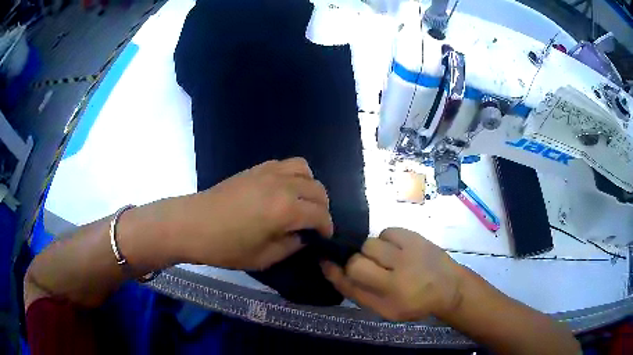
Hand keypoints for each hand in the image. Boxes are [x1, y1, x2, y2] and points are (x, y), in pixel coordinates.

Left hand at [177, 158, 333, 269]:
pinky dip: (293, 175)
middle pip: (317, 189)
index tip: (324, 237)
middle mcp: (282, 185)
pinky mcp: (256, 168)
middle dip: (322, 208)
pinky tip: (283, 190)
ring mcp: (268, 172)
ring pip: (304, 169)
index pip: (320, 215)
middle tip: (314, 223)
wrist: (192, 224)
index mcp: (286, 210)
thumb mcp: (263, 258)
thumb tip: (303, 237)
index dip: (326, 227)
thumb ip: (290, 246)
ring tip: (302, 202)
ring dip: (310, 186)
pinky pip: (285, 164)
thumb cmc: (225, 247)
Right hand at [321, 227, 462, 321]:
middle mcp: (396, 279)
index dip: (333, 272)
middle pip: (356, 262)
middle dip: (356, 263)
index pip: (350, 284)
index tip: (324, 261)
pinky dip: (387, 240)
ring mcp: (408, 255)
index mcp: (387, 301)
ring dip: (373, 251)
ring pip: (370, 244)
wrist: (449, 288)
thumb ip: (359, 293)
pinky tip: (397, 249)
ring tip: (388, 258)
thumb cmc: (415, 303)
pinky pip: (387, 232)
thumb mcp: (385, 310)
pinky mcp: (416, 238)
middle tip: (371, 268)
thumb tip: (334, 269)